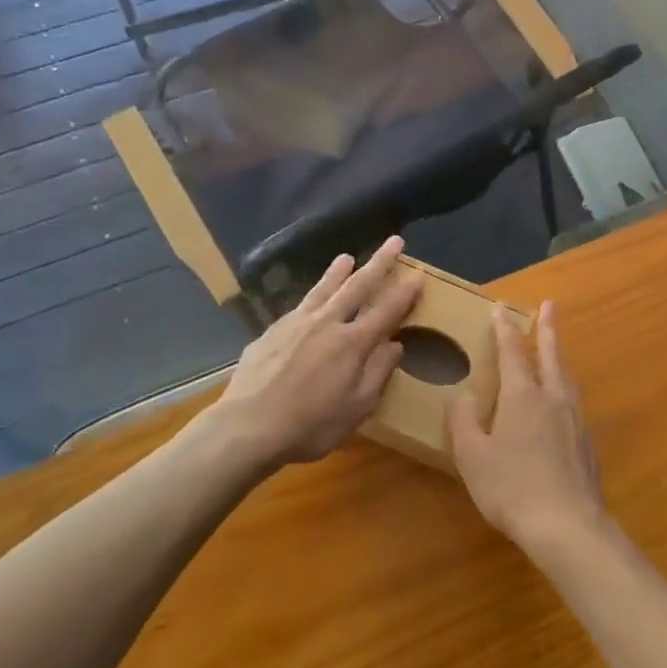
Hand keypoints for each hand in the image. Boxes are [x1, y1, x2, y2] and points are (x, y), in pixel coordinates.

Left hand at [215, 237, 421, 466]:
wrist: (248, 426)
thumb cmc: (310, 425)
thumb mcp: (356, 409)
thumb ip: (378, 373)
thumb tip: (396, 345)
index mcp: (352, 343)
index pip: (386, 311)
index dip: (405, 293)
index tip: (418, 275)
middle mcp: (327, 323)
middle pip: (358, 285)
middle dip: (379, 262)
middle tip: (394, 240)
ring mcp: (297, 323)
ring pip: (323, 288)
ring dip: (338, 271)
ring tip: (347, 257)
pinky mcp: (272, 330)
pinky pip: (299, 306)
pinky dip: (311, 297)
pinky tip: (310, 300)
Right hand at [450, 304, 606, 555]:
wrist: (568, 526)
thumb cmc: (512, 488)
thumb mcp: (473, 456)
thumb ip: (465, 422)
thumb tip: (464, 397)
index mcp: (522, 395)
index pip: (512, 351)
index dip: (504, 328)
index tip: (500, 308)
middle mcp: (552, 398)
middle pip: (550, 354)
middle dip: (548, 328)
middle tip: (551, 305)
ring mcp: (574, 419)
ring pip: (565, 377)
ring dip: (558, 356)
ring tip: (555, 349)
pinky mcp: (586, 442)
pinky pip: (572, 401)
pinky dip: (564, 387)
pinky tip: (560, 402)